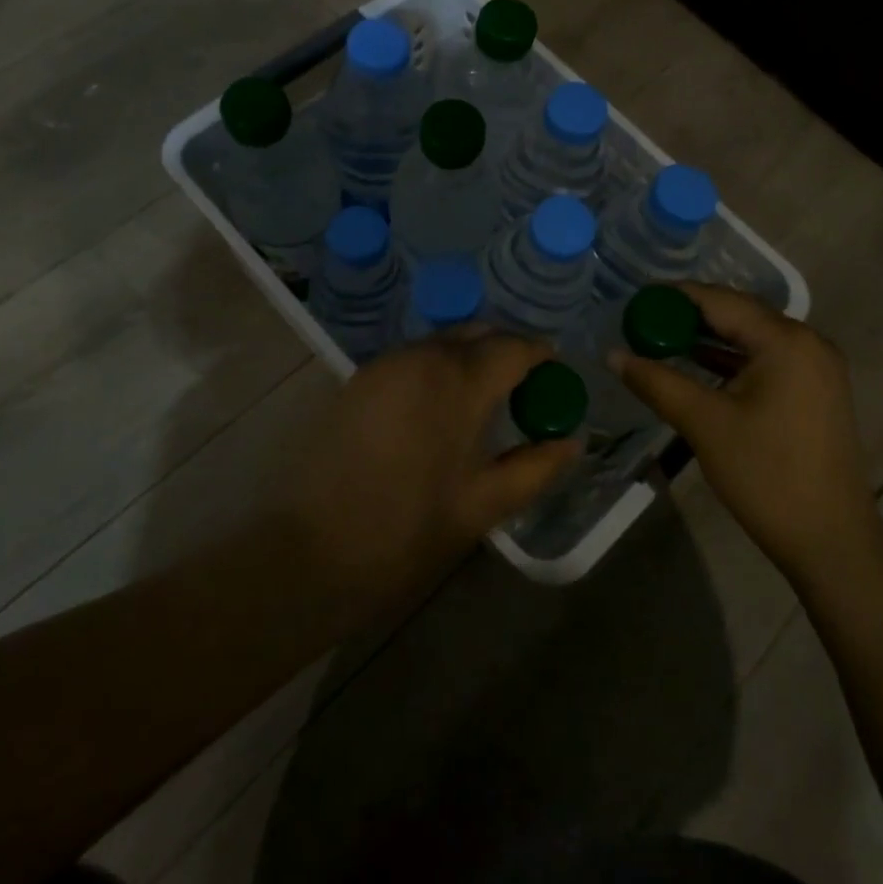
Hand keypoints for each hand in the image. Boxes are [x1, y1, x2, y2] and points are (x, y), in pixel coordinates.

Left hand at [276, 330, 580, 607]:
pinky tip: (440, 407)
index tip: (555, 376)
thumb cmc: (407, 530)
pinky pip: (413, 358)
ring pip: (443, 343)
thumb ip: (535, 467)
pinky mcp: (359, 378)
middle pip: (478, 334)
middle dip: (507, 352)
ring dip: (471, 358)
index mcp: (458, 380)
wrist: (311, 549)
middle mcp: (422, 356)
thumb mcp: (483, 505)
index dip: (541, 356)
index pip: (514, 347)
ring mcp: (385, 363)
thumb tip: (571, 442)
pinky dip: (438, 368)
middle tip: (525, 389)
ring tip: (485, 400)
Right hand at [611, 283, 882, 582]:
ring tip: (659, 340)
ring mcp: (816, 367)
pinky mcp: (815, 391)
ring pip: (751, 337)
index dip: (675, 296)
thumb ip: (656, 381)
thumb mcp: (704, 424)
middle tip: (642, 321)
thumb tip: (613, 354)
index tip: (635, 301)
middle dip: (689, 315)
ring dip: (708, 338)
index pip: (720, 300)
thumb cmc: (766, 475)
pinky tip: (696, 366)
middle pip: (738, 314)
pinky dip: (730, 360)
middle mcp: (807, 342)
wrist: (831, 541)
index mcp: (785, 340)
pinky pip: (765, 359)